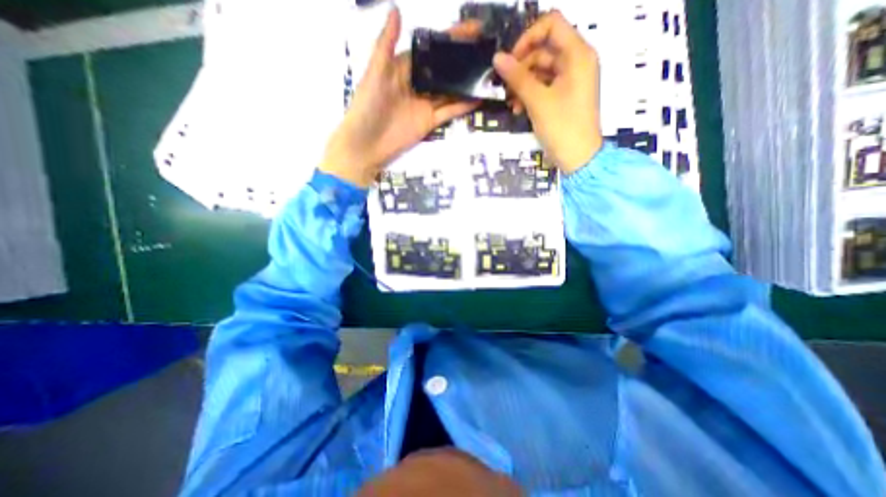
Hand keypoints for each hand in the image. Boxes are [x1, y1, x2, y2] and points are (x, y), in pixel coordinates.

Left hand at [323, 9, 481, 187]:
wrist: (367, 144)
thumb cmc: (367, 106)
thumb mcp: (375, 72)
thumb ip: (386, 44)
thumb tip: (396, 8)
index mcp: (404, 67)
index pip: (432, 49)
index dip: (451, 38)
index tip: (473, 28)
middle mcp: (419, 84)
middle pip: (445, 69)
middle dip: (464, 60)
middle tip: (487, 51)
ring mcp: (426, 104)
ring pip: (450, 90)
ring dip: (467, 82)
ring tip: (489, 72)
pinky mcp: (430, 122)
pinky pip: (449, 112)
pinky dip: (463, 106)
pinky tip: (479, 98)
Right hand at [492, 9, 600, 174]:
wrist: (578, 157)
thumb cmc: (562, 127)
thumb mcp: (538, 101)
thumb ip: (517, 77)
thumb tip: (497, 57)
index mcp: (577, 54)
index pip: (551, 24)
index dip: (528, 37)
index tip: (511, 60)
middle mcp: (576, 61)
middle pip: (543, 49)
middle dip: (521, 68)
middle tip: (505, 87)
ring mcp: (570, 79)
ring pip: (541, 70)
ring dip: (522, 85)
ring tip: (511, 103)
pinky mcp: (564, 95)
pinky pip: (544, 86)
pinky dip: (530, 95)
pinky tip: (518, 109)